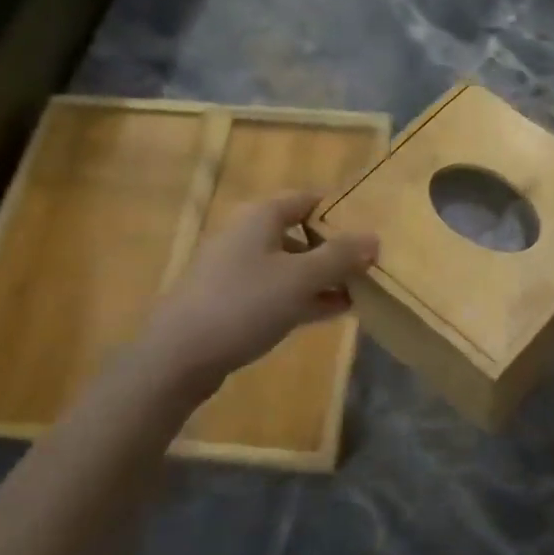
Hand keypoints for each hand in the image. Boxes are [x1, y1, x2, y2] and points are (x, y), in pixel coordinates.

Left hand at [143, 191, 376, 392]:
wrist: (179, 355)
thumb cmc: (244, 304)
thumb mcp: (300, 278)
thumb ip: (340, 256)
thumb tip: (373, 237)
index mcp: (261, 217)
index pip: (308, 199)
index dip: (340, 209)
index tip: (371, 226)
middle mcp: (249, 236)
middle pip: (302, 233)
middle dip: (337, 249)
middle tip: (373, 264)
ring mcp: (240, 271)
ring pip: (293, 266)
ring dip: (325, 277)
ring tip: (362, 291)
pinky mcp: (236, 302)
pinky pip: (280, 292)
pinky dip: (307, 297)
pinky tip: (335, 311)